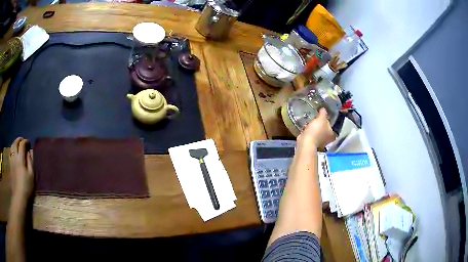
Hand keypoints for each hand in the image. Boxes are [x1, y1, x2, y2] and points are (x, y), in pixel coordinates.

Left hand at [9, 137, 33, 198]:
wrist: (19, 197)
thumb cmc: (27, 187)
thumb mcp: (31, 175)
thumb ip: (30, 162)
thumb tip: (29, 152)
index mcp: (20, 158)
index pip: (22, 144)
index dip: (26, 141)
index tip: (29, 143)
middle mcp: (15, 156)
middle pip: (16, 143)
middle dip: (19, 140)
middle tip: (23, 141)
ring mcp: (11, 161)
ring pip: (12, 147)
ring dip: (15, 144)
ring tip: (18, 145)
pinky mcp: (10, 166)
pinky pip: (10, 153)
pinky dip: (12, 150)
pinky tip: (14, 153)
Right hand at [297, 108, 334, 149]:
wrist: (305, 142)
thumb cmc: (316, 130)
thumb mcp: (321, 119)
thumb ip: (323, 113)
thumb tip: (323, 108)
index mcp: (332, 133)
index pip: (331, 123)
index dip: (327, 118)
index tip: (322, 114)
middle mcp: (327, 138)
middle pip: (324, 127)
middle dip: (319, 122)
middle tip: (316, 117)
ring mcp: (319, 141)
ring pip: (317, 130)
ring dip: (313, 126)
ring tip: (310, 121)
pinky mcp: (312, 142)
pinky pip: (311, 133)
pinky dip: (308, 130)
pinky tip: (305, 126)